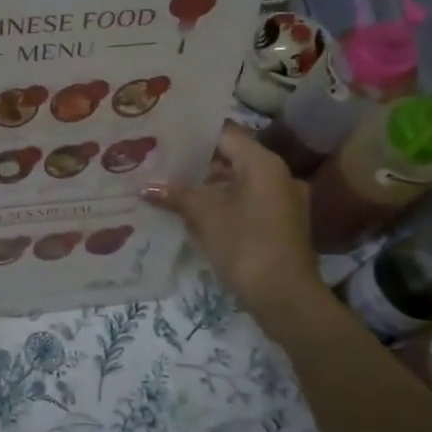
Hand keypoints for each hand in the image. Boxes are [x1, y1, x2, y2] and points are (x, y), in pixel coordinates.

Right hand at [141, 122, 327, 324]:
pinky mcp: (280, 224)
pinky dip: (222, 204)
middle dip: (196, 163)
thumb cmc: (245, 244)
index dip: (194, 134)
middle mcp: (278, 175)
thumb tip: (146, 186)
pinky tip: (194, 213)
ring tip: (170, 188)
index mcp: (263, 163)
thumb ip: (176, 195)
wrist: (285, 297)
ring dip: (208, 186)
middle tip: (161, 163)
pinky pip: (246, 203)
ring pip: (238, 182)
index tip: (165, 137)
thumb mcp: (205, 215)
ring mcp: (282, 201)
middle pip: (232, 158)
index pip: (225, 134)